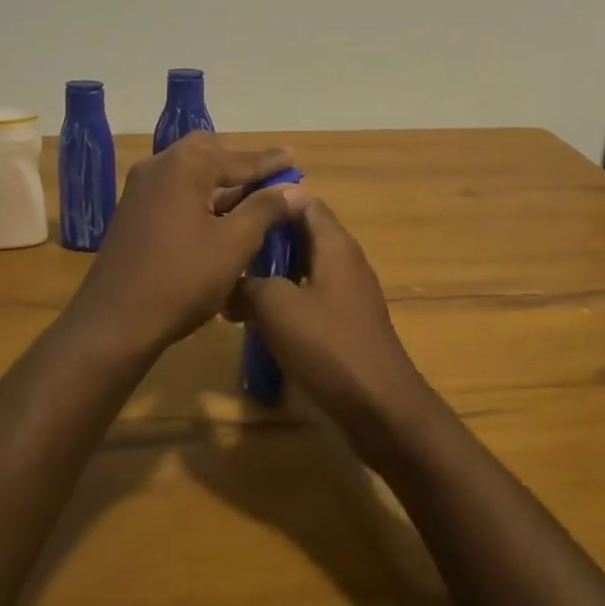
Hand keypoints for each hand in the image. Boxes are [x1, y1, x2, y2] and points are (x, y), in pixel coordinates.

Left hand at [75, 133, 308, 353]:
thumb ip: (265, 209)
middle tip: (270, 174)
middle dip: (241, 162)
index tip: (295, 157)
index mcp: (185, 166)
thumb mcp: (234, 244)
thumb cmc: (181, 280)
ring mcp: (141, 188)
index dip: (270, 162)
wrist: (114, 322)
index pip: (238, 158)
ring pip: (189, 170)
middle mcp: (159, 166)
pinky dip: (200, 193)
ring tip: (250, 193)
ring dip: (220, 178)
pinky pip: (175, 188)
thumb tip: (296, 188)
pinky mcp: (133, 211)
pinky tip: (218, 213)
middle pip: (208, 151)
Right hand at [229, 199, 435, 457]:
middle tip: (225, 248)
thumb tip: (230, 279)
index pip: (303, 200)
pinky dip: (284, 300)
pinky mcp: (345, 321)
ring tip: (231, 285)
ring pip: (302, 268)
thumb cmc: (328, 345)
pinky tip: (256, 319)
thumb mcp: (276, 307)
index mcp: (334, 244)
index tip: (234, 206)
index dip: (270, 199)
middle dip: (264, 239)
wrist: (379, 406)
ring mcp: (348, 292)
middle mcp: (345, 260)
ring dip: (270, 274)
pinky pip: (310, 296)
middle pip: (301, 234)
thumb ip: (249, 283)